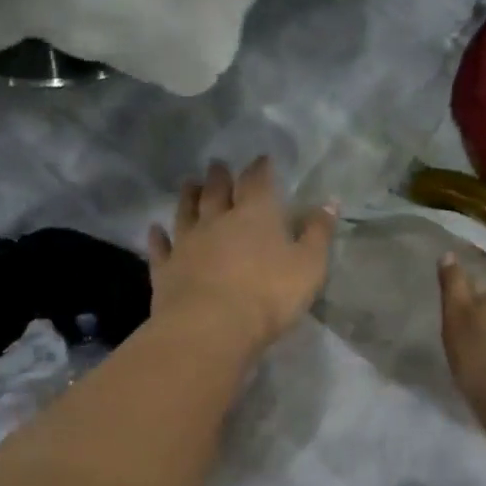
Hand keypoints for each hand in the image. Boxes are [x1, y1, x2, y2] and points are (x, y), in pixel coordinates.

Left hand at [147, 158, 336, 355]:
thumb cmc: (268, 295)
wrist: (211, 327)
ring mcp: (187, 243)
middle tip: (217, 164)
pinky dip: (158, 237)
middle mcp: (217, 220)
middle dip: (220, 176)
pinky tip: (155, 229)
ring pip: (186, 212)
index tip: (261, 159)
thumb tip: (330, 203)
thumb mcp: (309, 265)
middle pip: (217, 191)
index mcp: (255, 214)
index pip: (258, 181)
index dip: (260, 168)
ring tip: (189, 184)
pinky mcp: (166, 269)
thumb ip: (318, 233)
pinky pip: (160, 247)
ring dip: (188, 196)